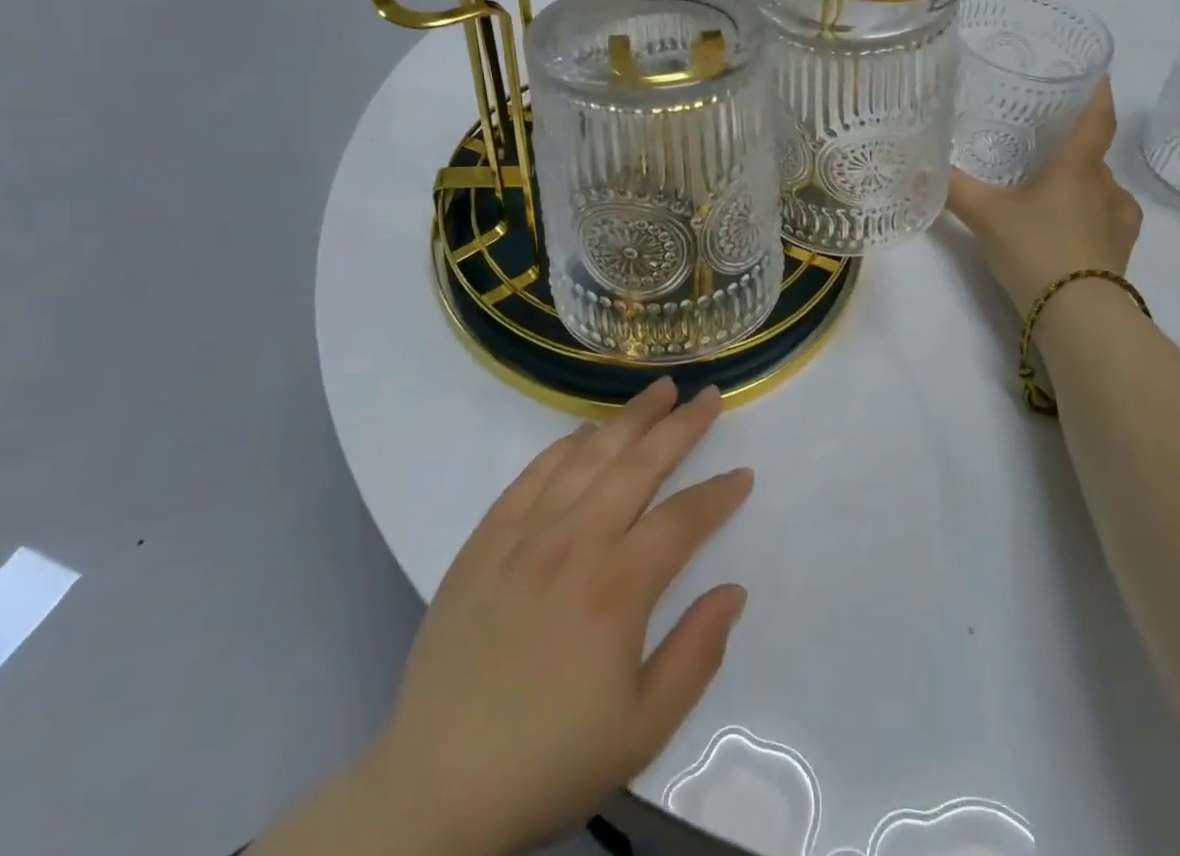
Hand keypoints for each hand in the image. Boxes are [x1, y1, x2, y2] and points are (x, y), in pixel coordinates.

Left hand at [366, 379, 752, 855]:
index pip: (684, 518)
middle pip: (640, 464)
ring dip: (629, 418)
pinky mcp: (487, 538)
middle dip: (681, 425)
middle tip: (708, 395)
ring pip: (589, 455)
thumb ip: (697, 652)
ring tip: (658, 391)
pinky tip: (586, 431)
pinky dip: (566, 444)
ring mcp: (526, 533)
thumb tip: (734, 590)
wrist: (436, 787)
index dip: (719, 493)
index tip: (743, 474)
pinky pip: (533, 473)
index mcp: (618, 586)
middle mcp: (575, 541)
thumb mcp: (643, 728)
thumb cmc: (550, 760)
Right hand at [947, 77, 1142, 314]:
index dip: (1099, 95)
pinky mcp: (1122, 251)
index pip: (1097, 120)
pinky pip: (1106, 220)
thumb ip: (956, 189)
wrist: (1077, 315)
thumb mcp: (986, 216)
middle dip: (1072, 151)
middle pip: (1094, 157)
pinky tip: (1066, 228)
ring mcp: (1120, 221)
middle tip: (1042, 150)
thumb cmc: (1035, 248)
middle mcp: (1107, 187)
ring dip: (1080, 186)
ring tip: (1049, 194)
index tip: (1098, 76)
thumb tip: (924, 166)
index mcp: (1078, 167)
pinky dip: (1088, 216)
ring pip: (1101, 190)